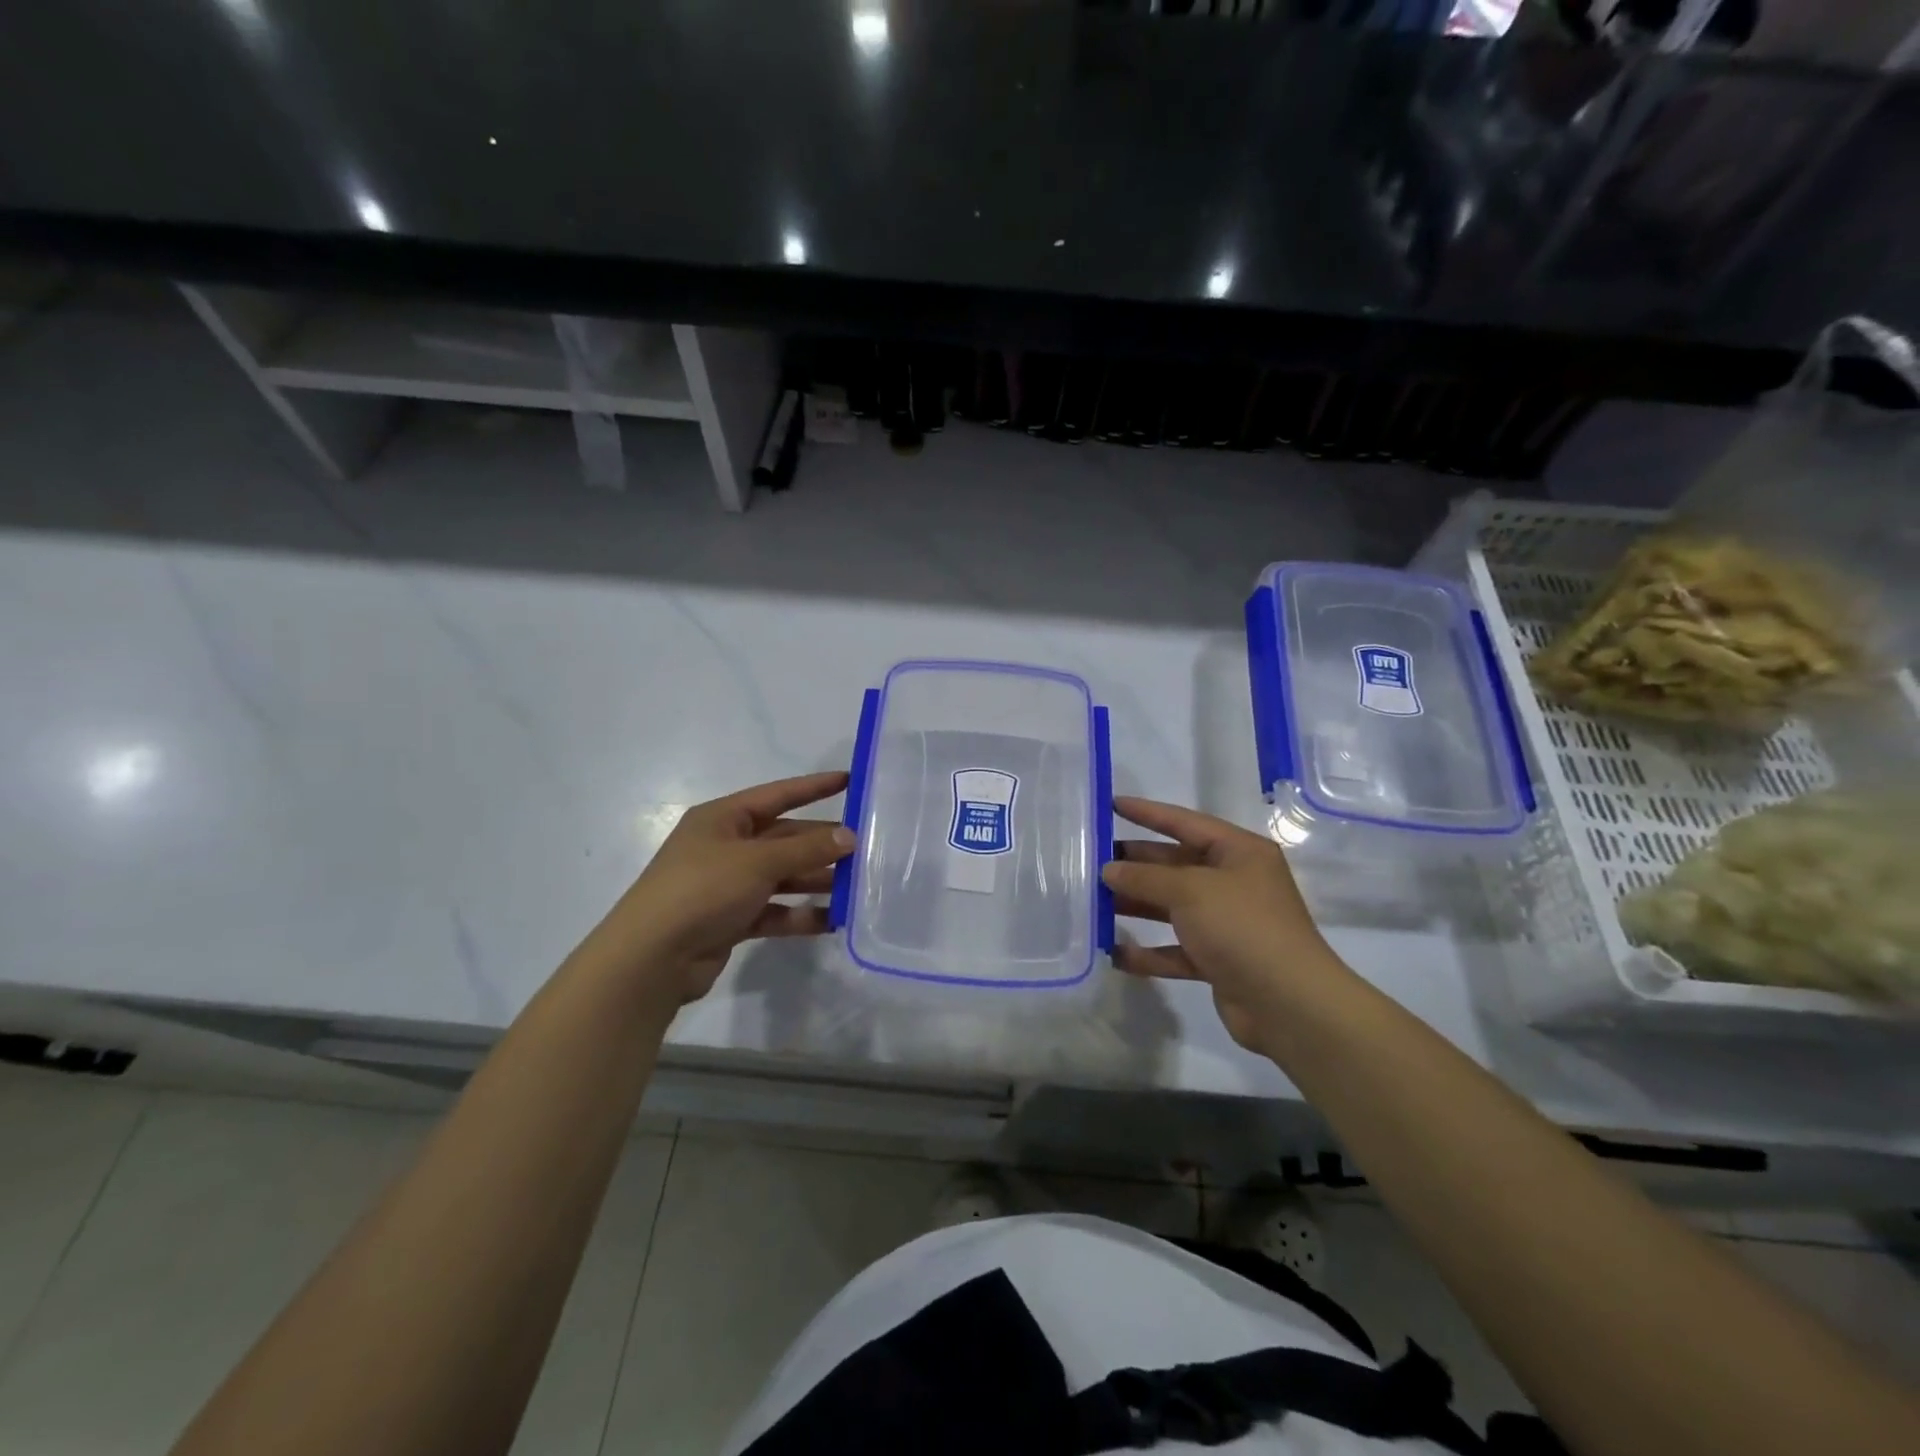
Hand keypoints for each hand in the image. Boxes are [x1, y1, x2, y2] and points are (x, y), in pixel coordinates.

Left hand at [584, 771, 855, 1005]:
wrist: (651, 958)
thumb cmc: (703, 890)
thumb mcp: (758, 861)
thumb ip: (807, 849)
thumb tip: (849, 836)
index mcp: (723, 818)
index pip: (777, 795)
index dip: (813, 787)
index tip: (850, 781)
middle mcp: (725, 846)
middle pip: (783, 838)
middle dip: (821, 844)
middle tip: (864, 848)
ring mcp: (727, 885)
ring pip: (781, 876)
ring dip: (815, 881)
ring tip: (856, 887)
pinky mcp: (730, 920)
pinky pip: (774, 911)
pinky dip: (799, 914)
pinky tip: (831, 920)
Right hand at [1101, 796, 1353, 1056]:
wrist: (1289, 1004)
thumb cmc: (1242, 927)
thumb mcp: (1190, 891)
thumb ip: (1145, 877)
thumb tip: (1109, 870)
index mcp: (1239, 853)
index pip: (1185, 822)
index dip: (1148, 813)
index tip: (1112, 804)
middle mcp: (1235, 883)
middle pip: (1176, 865)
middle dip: (1136, 863)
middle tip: (1093, 859)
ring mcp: (1227, 923)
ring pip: (1172, 907)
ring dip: (1137, 905)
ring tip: (1094, 902)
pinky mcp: (1219, 961)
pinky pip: (1175, 948)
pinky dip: (1148, 951)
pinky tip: (1115, 952)